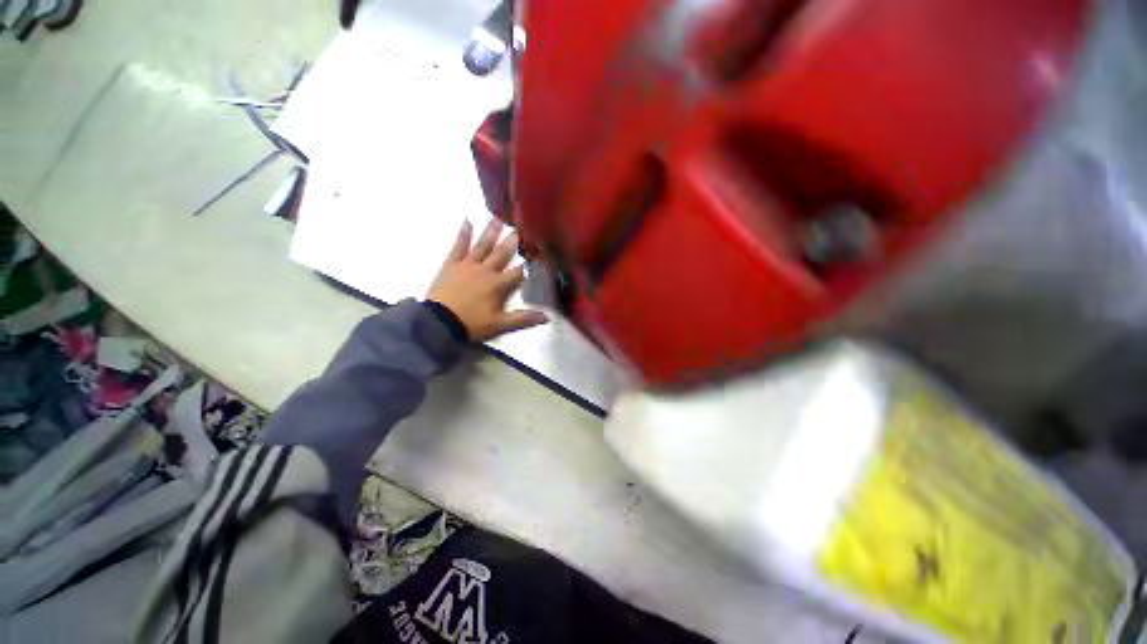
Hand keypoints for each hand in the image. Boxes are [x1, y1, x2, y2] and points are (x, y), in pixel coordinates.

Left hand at [427, 219, 547, 341]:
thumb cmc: (472, 324)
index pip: (518, 273)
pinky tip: (467, 222)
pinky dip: (463, 235)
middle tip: (520, 228)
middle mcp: (485, 271)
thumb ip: (523, 318)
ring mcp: (467, 265)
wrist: (439, 323)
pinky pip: (458, 247)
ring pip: (482, 246)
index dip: (529, 265)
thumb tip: (547, 316)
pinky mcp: (451, 265)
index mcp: (498, 285)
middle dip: (512, 242)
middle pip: (501, 254)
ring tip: (498, 218)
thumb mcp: (500, 324)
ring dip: (491, 232)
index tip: (538, 255)